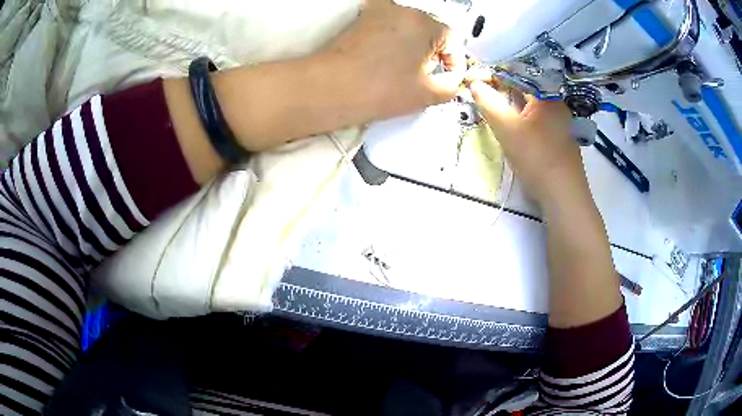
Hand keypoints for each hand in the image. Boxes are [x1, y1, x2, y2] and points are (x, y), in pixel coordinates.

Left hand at [321, 0, 464, 119]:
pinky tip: (387, 56)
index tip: (447, 79)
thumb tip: (451, 79)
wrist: (331, 88)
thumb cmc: (381, 90)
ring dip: (414, 45)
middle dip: (434, 52)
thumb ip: (450, 85)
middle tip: (426, 76)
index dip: (454, 63)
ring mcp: (379, 11)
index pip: (453, 40)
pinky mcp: (361, 19)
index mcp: (425, 24)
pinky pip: (387, 24)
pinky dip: (393, 37)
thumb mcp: (427, 94)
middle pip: (431, 30)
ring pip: (409, 27)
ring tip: (405, 69)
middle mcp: (403, 10)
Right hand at [469, 80, 590, 209]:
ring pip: (532, 105)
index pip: (521, 74)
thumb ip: (488, 103)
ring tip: (493, 103)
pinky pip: (538, 118)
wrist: (563, 195)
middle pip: (527, 89)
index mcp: (549, 96)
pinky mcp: (559, 138)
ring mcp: (561, 122)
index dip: (497, 73)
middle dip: (504, 88)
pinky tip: (513, 123)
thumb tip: (473, 82)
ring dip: (513, 103)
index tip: (478, 77)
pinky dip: (523, 116)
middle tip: (483, 89)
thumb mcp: (507, 129)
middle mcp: (558, 104)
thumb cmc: (538, 158)